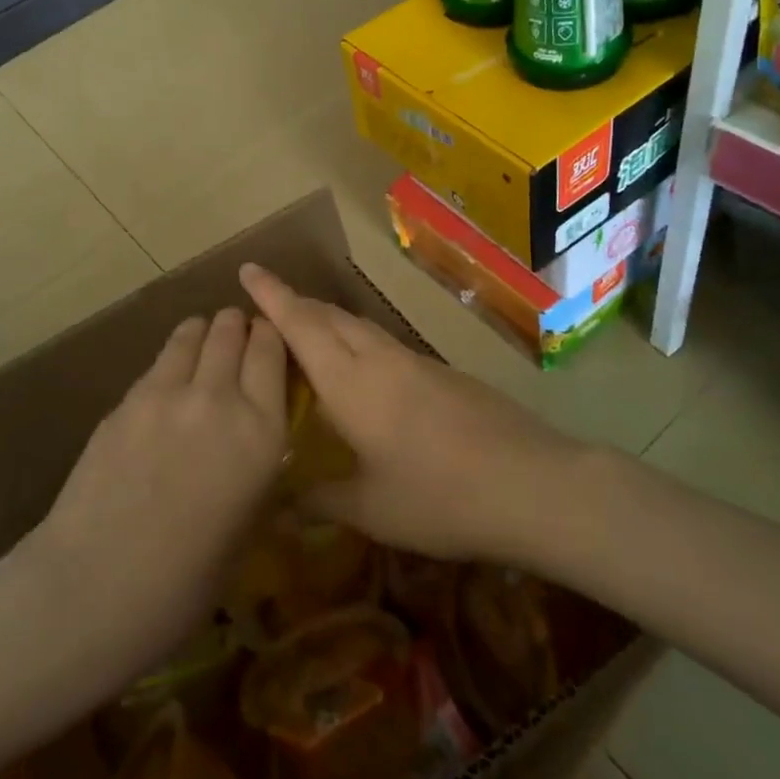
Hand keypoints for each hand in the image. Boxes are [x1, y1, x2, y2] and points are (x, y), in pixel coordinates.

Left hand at [23, 309, 287, 674]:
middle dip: (238, 326)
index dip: (271, 336)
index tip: (269, 339)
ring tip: (204, 342)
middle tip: (238, 337)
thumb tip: (257, 442)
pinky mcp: (127, 398)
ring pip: (193, 333)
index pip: (272, 351)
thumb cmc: (186, 581)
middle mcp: (220, 398)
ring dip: (204, 332)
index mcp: (262, 433)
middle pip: (232, 330)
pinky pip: (159, 361)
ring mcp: (168, 392)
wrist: (96, 586)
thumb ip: (258, 468)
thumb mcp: (249, 524)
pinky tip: (169, 379)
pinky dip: (172, 357)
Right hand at [241, 264, 583, 564]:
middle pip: (329, 316)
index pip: (301, 325)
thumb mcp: (372, 509)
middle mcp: (379, 359)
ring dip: (328, 320)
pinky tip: (362, 370)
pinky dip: (358, 341)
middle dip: (295, 303)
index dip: (271, 296)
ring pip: (359, 326)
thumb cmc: (440, 497)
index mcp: (351, 382)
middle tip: (266, 304)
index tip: (248, 269)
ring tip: (307, 331)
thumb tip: (280, 503)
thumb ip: (322, 499)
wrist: (531, 483)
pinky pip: (384, 344)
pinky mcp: (442, 372)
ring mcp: (415, 361)